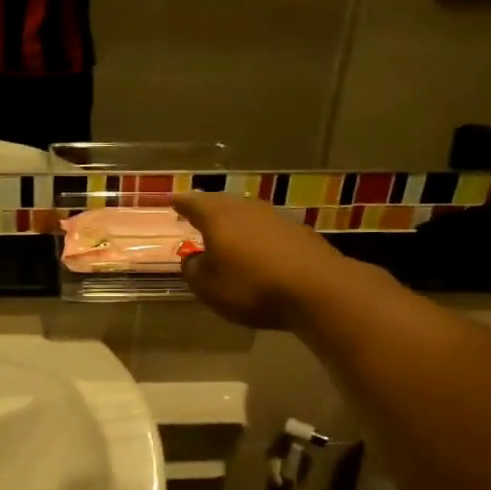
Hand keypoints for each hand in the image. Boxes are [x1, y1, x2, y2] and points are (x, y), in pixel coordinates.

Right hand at [172, 192, 359, 331]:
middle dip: (208, 209)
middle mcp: (246, 208)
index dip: (181, 203)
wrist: (317, 288)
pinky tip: (257, 251)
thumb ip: (194, 270)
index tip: (172, 201)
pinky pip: (268, 230)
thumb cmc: (251, 285)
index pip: (193, 202)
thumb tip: (193, 259)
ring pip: (247, 215)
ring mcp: (276, 217)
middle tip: (196, 214)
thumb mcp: (208, 287)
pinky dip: (257, 237)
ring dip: (235, 223)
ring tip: (226, 234)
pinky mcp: (299, 233)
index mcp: (218, 216)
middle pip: (222, 203)